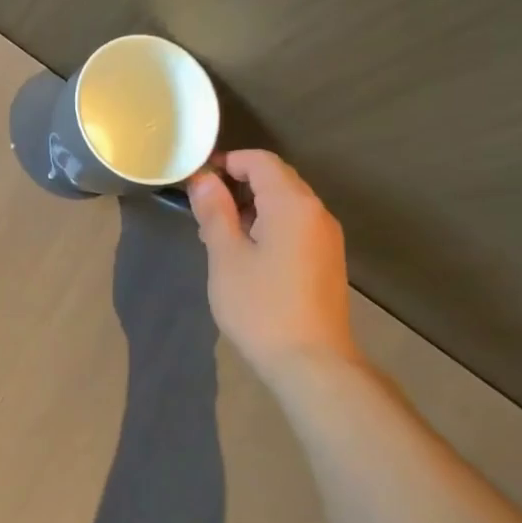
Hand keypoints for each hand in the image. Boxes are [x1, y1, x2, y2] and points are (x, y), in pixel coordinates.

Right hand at [187, 150, 359, 378]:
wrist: (311, 361)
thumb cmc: (261, 306)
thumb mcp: (226, 256)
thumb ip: (215, 212)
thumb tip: (203, 179)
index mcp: (292, 204)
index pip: (260, 161)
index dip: (227, 162)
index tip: (196, 180)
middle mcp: (316, 212)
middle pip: (276, 179)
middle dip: (237, 185)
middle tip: (202, 210)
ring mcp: (325, 238)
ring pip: (285, 205)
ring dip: (250, 208)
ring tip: (217, 235)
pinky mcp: (325, 260)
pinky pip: (294, 226)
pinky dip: (267, 226)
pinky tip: (244, 255)